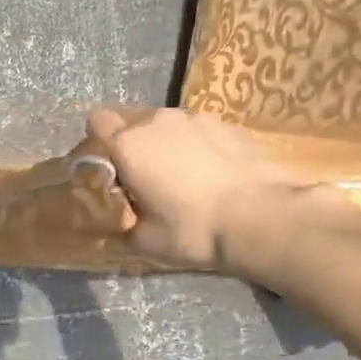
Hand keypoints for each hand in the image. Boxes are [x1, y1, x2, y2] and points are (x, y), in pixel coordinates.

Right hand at [86, 108, 360, 284]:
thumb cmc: (193, 230)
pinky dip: (193, 146)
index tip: (106, 169)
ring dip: (162, 143)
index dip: (96, 144)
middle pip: (129, 120)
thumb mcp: (143, 240)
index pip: (96, 123)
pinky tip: (208, 174)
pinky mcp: (226, 124)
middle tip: (140, 178)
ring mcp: (195, 118)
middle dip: (128, 143)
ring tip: (178, 176)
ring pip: (164, 124)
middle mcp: (157, 121)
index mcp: (129, 145)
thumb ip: (119, 222)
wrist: (264, 218)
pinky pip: (195, 130)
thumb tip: (113, 217)